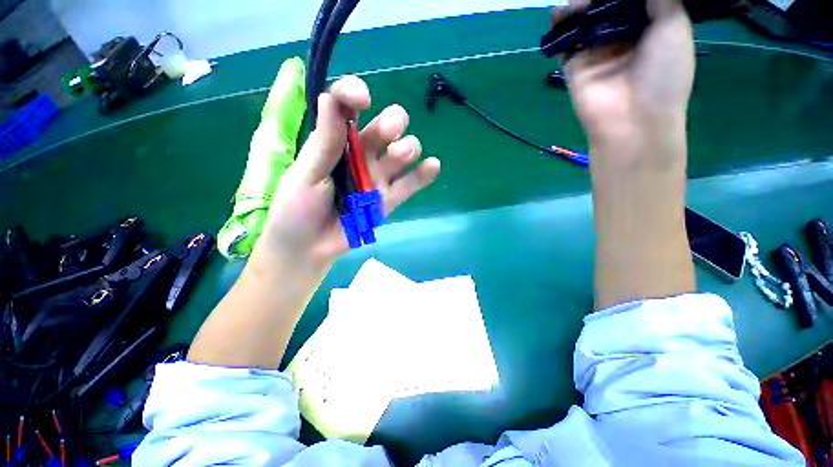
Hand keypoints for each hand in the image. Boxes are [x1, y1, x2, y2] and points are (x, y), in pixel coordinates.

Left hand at [255, 76, 440, 268]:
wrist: (309, 247)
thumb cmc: (297, 208)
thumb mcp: (306, 173)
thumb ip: (324, 141)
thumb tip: (331, 97)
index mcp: (335, 142)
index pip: (348, 108)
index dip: (356, 94)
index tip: (362, 99)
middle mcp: (361, 155)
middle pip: (386, 128)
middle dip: (392, 123)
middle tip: (389, 133)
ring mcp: (377, 177)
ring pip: (402, 153)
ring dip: (407, 147)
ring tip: (399, 156)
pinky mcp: (388, 199)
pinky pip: (409, 184)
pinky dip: (423, 175)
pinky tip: (433, 166)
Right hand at [556, 0, 694, 141]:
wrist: (632, 119)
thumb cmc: (663, 74)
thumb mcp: (674, 26)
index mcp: (648, 26)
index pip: (632, 1)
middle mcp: (621, 36)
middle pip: (606, 6)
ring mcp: (595, 51)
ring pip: (584, 20)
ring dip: (579, 6)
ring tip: (578, 1)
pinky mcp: (574, 65)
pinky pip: (565, 43)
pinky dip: (559, 27)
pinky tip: (557, 13)